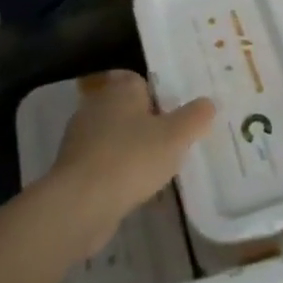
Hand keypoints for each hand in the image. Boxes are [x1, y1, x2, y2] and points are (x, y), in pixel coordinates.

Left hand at [46, 70, 213, 254]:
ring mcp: (80, 136)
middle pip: (126, 108)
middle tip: (172, 143)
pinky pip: (103, 162)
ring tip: (157, 170)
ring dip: (132, 149)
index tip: (175, 116)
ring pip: (114, 136)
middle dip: (146, 124)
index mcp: (120, 89)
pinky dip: (117, 171)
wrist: (81, 202)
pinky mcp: (73, 166)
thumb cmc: (132, 158)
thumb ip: (195, 117)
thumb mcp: (176, 136)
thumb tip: (209, 102)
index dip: (158, 95)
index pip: (139, 80)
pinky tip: (134, 189)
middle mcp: (96, 105)